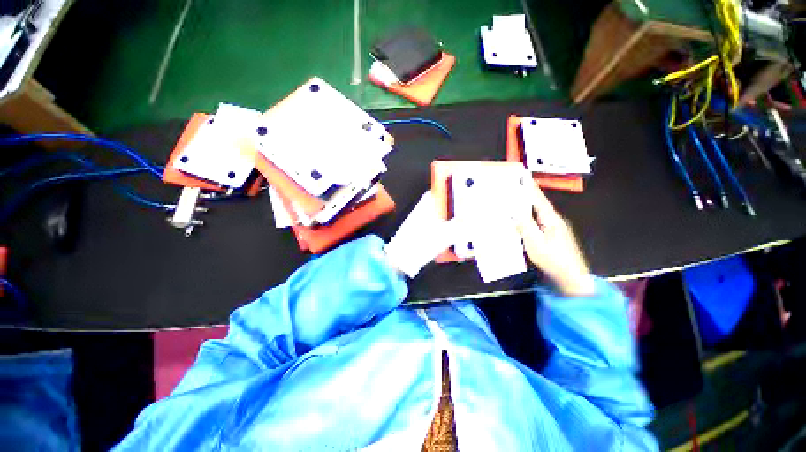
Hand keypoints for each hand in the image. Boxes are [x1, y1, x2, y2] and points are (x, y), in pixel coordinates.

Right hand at [515, 182, 594, 296]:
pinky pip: (538, 222)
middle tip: (516, 186)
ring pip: (539, 213)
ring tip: (517, 199)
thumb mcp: (535, 243)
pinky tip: (523, 219)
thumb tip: (514, 212)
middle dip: (528, 194)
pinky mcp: (553, 236)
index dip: (530, 188)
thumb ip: (525, 226)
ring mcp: (555, 229)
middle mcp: (555, 221)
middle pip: (539, 205)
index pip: (538, 200)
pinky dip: (530, 216)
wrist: (571, 278)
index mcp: (551, 220)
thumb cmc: (553, 260)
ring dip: (528, 205)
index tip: (523, 176)